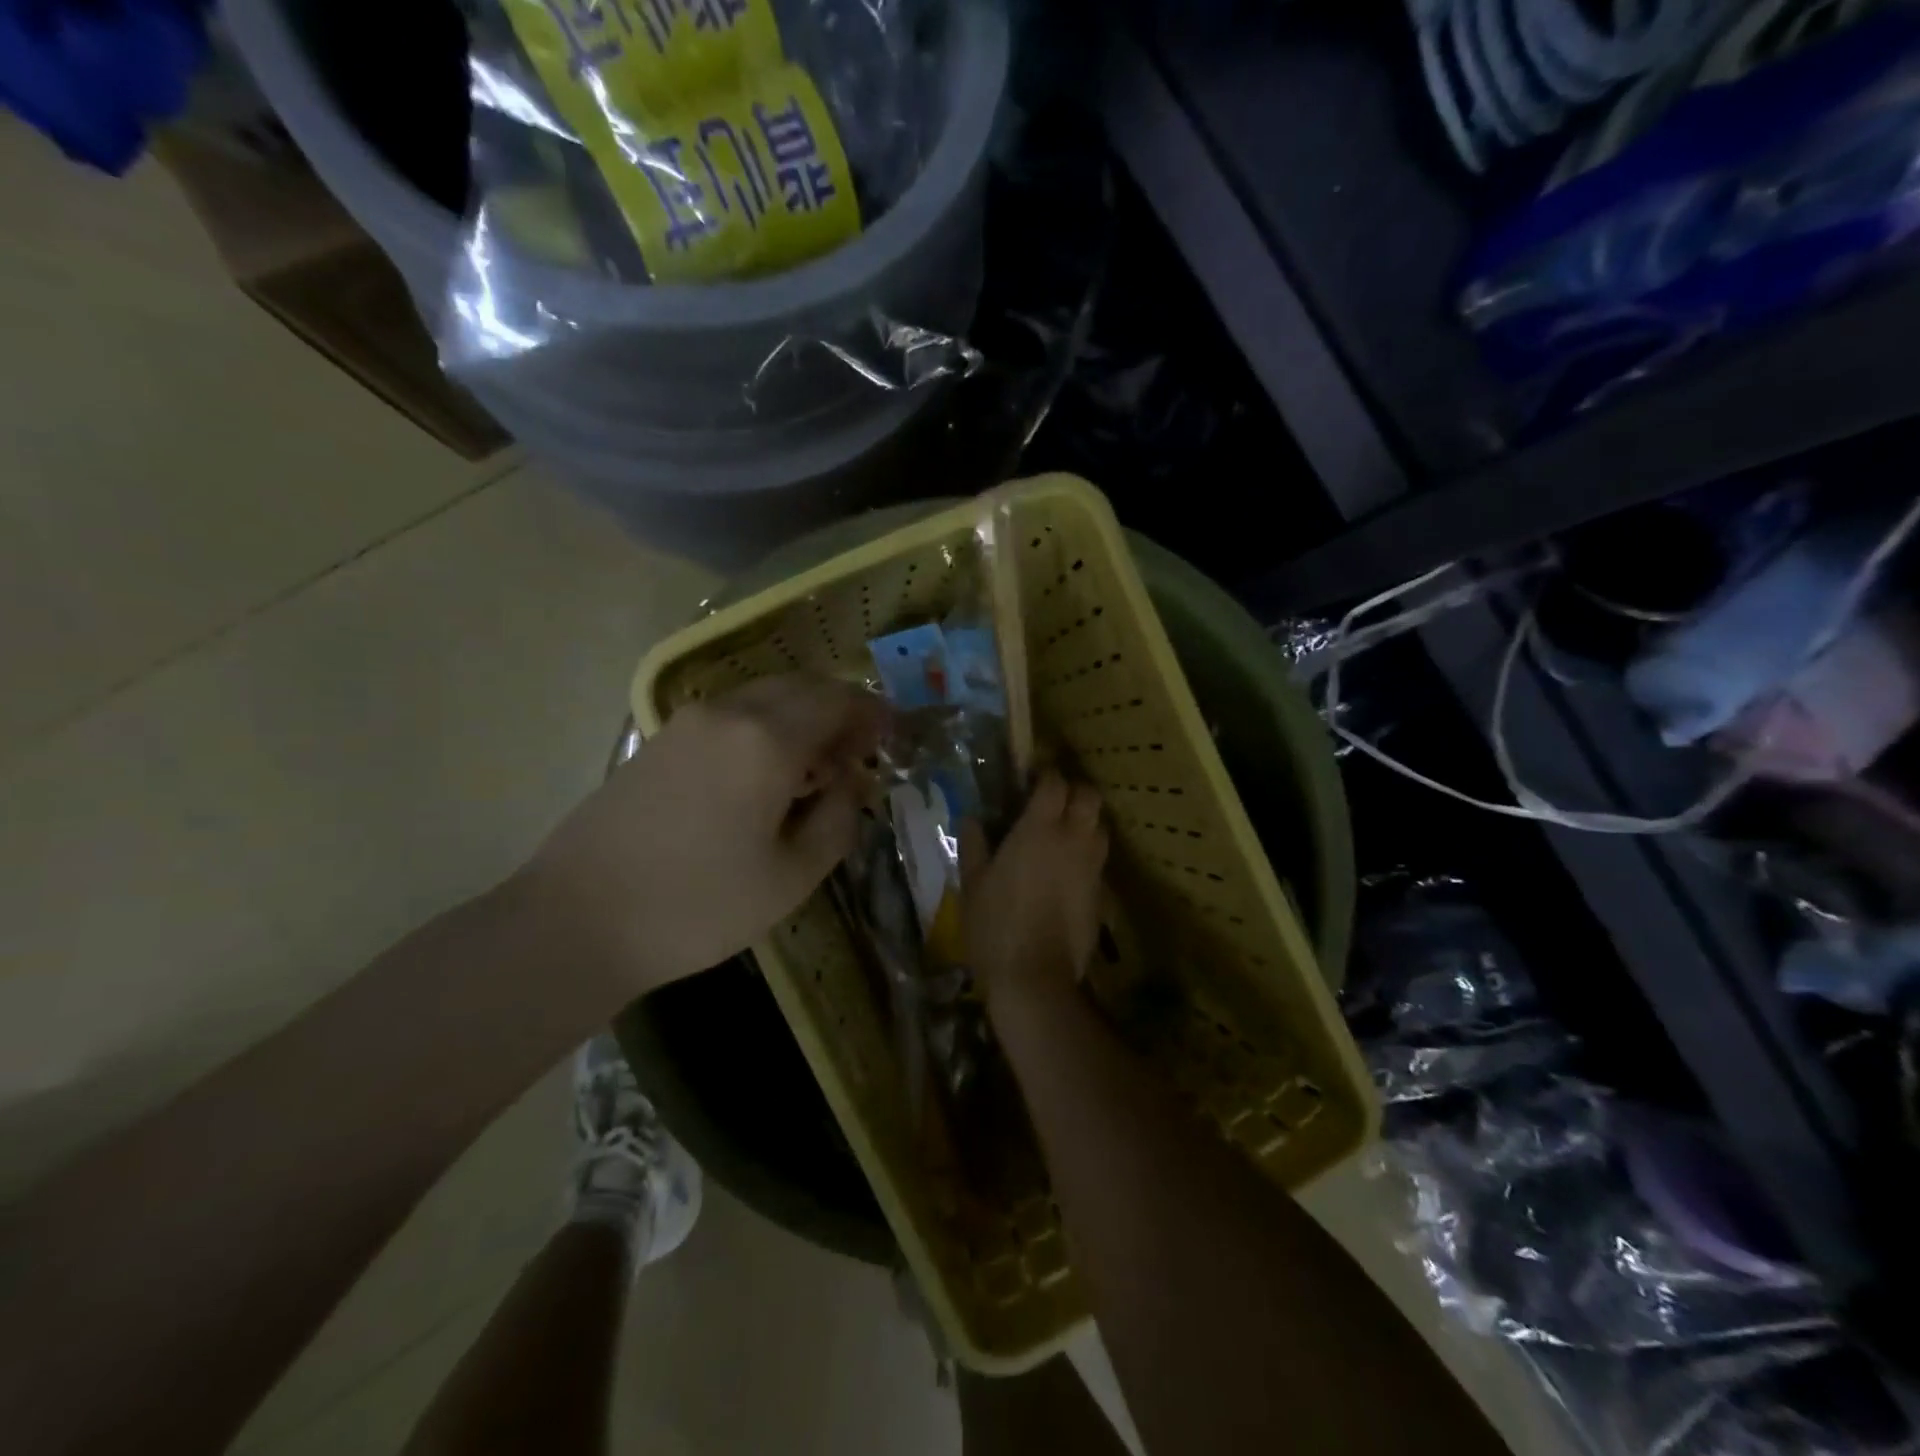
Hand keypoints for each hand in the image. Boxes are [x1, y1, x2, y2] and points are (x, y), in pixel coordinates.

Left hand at [523, 674, 888, 992]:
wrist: (576, 922)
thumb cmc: (697, 906)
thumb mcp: (790, 877)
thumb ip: (837, 821)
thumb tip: (851, 784)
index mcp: (767, 740)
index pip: (836, 702)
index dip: (870, 714)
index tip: (890, 737)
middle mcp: (728, 713)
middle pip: (800, 688)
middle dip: (838, 710)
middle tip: (858, 752)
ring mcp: (687, 723)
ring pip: (763, 698)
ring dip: (800, 717)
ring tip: (816, 767)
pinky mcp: (659, 741)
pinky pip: (731, 716)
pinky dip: (764, 727)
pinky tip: (766, 774)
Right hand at [961, 771, 1108, 1008]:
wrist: (1034, 977)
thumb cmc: (995, 924)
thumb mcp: (972, 883)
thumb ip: (974, 844)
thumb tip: (972, 819)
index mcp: (1039, 829)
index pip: (1055, 782)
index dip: (1045, 775)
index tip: (1030, 779)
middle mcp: (1073, 839)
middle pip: (1090, 796)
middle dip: (1074, 792)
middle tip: (1052, 802)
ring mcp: (1092, 867)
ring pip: (1101, 827)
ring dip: (1086, 821)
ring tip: (1062, 834)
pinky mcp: (1101, 893)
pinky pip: (1099, 860)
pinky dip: (1087, 854)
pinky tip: (1067, 872)